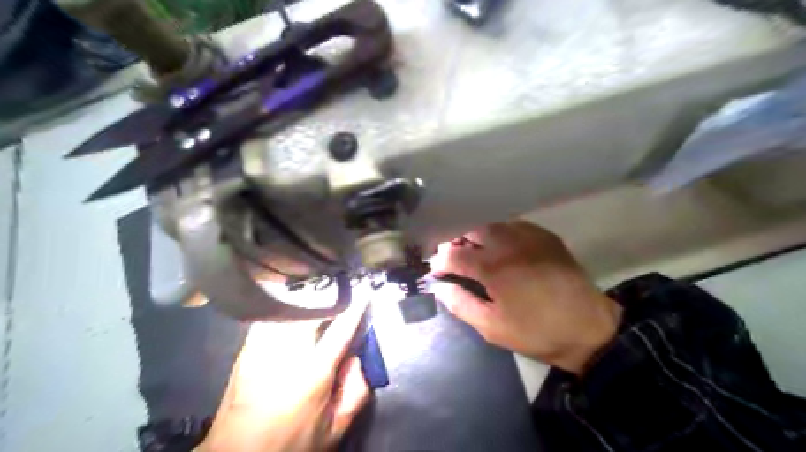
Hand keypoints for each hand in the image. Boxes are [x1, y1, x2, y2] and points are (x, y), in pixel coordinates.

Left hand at [200, 298, 369, 449]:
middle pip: (312, 310)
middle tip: (340, 289)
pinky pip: (269, 317)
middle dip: (329, 296)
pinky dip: (284, 307)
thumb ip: (356, 391)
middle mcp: (288, 353)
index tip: (365, 291)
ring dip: (306, 297)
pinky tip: (291, 305)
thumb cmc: (291, 444)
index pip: (341, 329)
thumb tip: (356, 357)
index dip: (356, 308)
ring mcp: (263, 348)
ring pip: (288, 308)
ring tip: (318, 291)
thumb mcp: (335, 429)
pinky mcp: (247, 349)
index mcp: (314, 372)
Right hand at [428, 221, 620, 373]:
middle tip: (454, 258)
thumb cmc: (536, 331)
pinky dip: (500, 233)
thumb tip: (439, 287)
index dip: (440, 262)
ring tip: (476, 251)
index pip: (454, 254)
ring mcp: (530, 236)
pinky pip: (514, 226)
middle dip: (457, 242)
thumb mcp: (492, 327)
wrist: (589, 328)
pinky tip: (502, 248)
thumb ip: (461, 304)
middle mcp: (508, 243)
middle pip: (471, 229)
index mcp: (493, 267)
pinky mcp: (546, 236)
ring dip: (478, 235)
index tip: (436, 272)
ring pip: (493, 224)